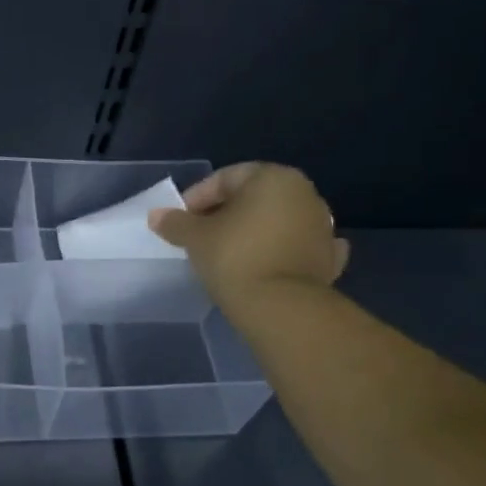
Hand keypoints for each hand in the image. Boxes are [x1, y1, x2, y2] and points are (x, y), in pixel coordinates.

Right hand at [148, 162, 349, 308]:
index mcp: (272, 177)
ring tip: (228, 252)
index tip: (180, 220)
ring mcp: (322, 225)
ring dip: (254, 230)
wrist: (282, 307)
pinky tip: (270, 261)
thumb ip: (175, 223)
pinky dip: (283, 250)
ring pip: (278, 220)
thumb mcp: (195, 238)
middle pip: (254, 197)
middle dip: (226, 212)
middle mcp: (303, 193)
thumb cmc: (235, 258)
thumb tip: (157, 216)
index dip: (197, 197)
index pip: (225, 178)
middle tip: (200, 235)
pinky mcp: (328, 257)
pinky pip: (299, 246)